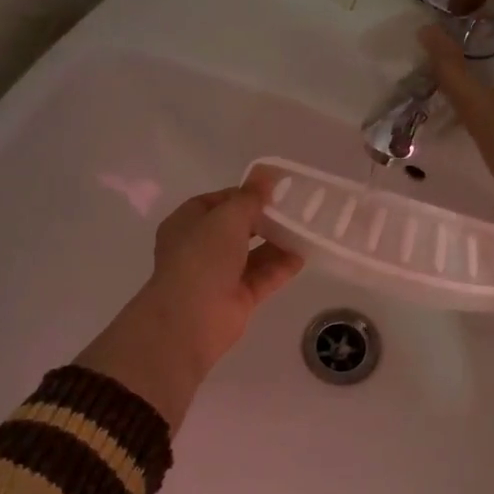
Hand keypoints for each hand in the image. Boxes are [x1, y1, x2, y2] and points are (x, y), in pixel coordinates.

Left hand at [77, 172, 303, 428]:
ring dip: (276, 243)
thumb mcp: (227, 218)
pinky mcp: (238, 298)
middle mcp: (201, 248)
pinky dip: (280, 267)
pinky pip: (263, 277)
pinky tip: (303, 255)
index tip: (272, 190)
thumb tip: (266, 175)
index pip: (217, 203)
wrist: (191, 319)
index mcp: (187, 224)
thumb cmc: (201, 258)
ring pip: (252, 254)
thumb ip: (249, 198)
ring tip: (305, 229)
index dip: (243, 194)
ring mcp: (219, 275)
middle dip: (264, 220)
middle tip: (294, 209)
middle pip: (237, 229)